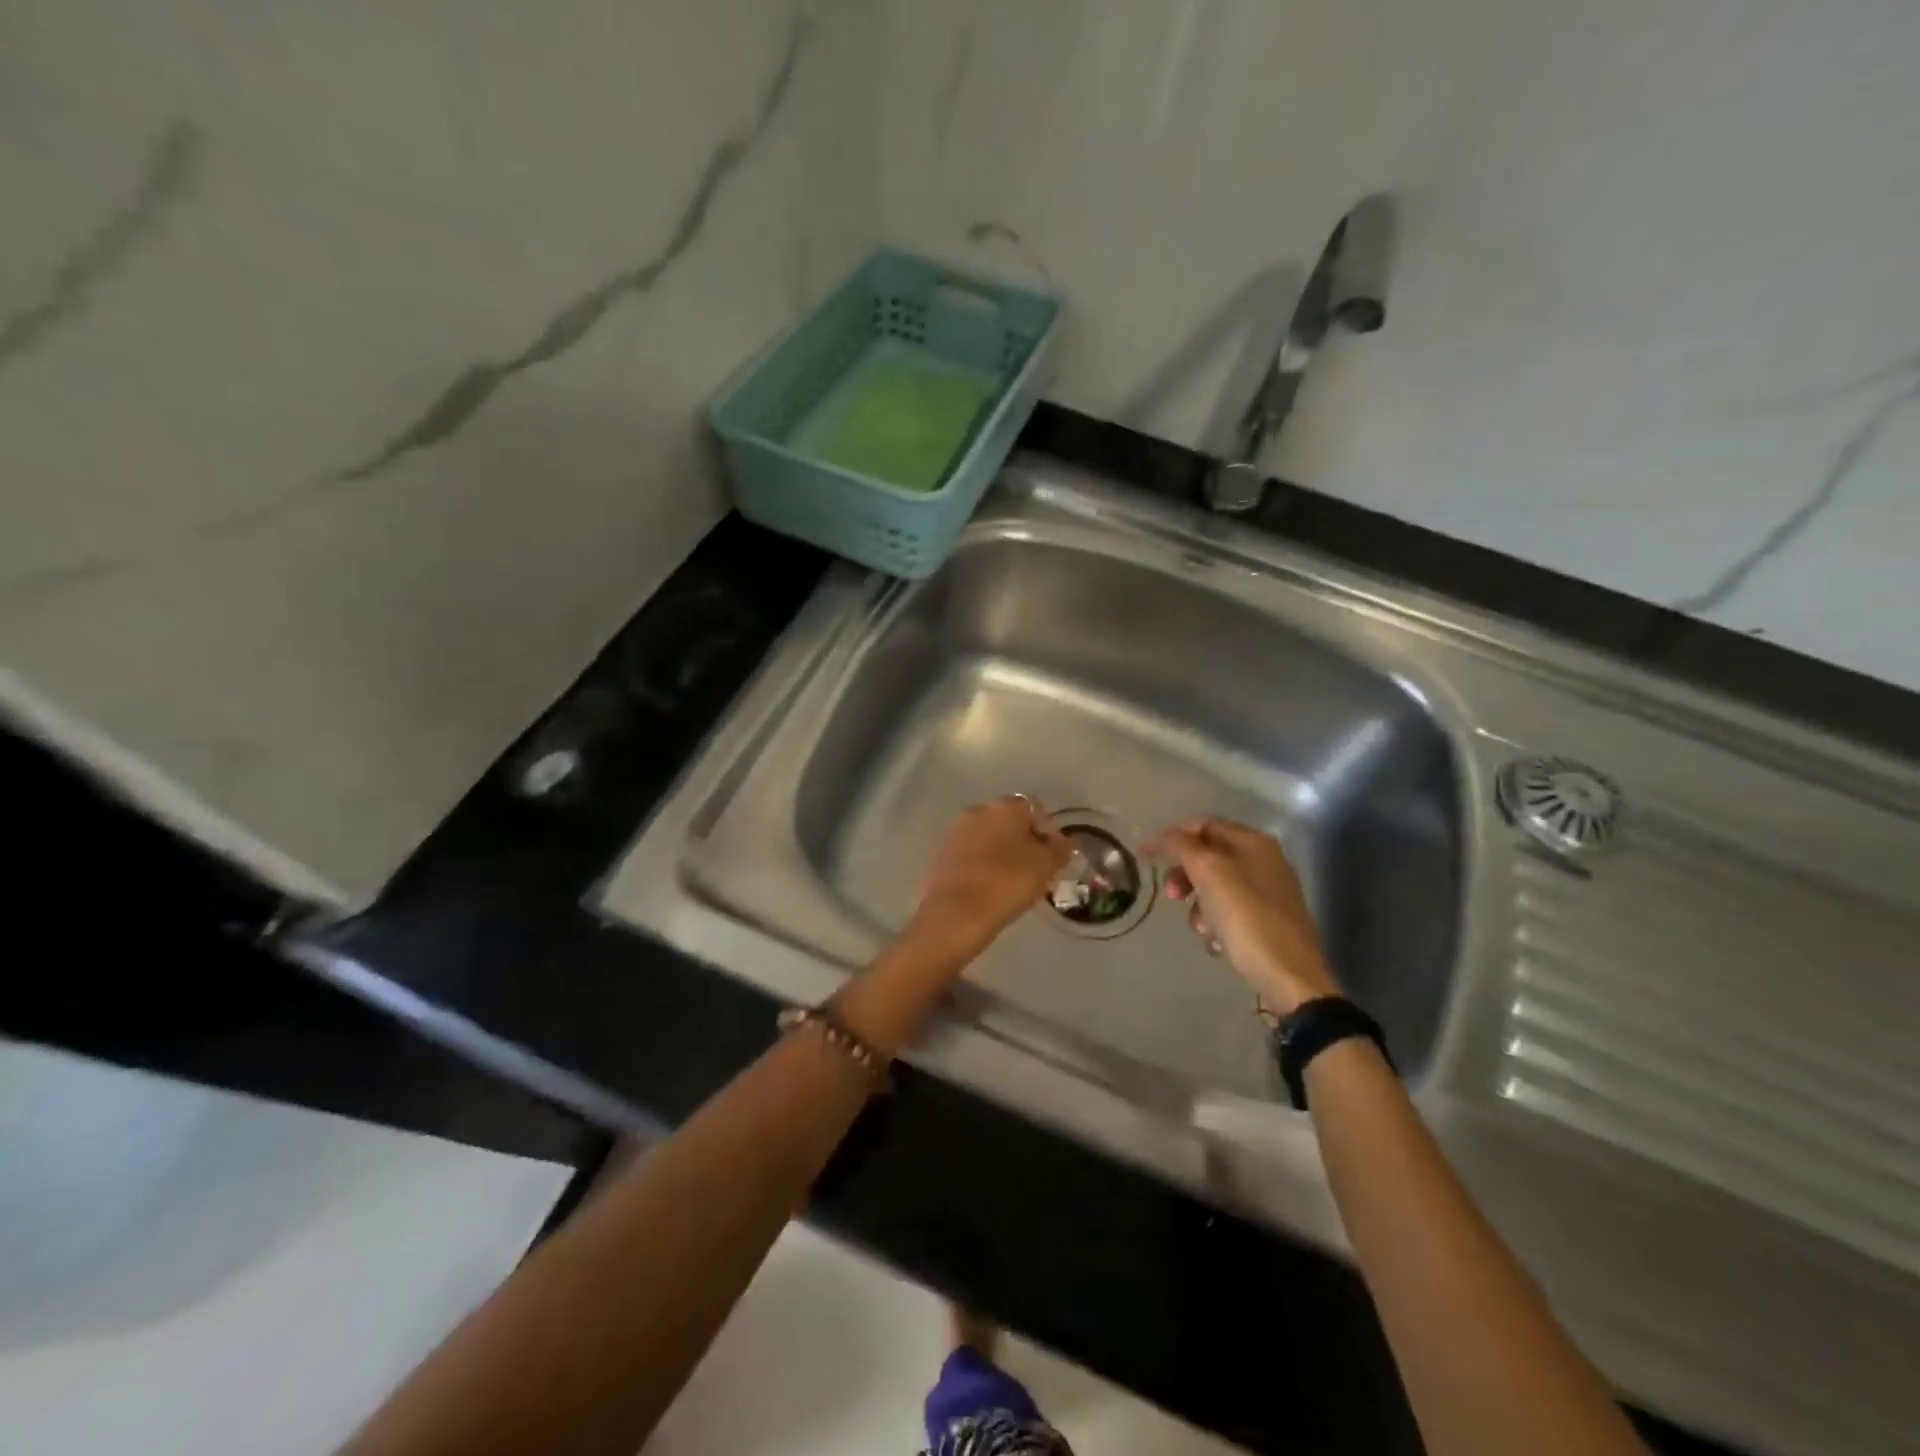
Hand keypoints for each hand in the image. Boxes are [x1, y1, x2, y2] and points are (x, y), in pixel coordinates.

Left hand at [903, 796, 1071, 970]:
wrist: (955, 914)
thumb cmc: (1007, 882)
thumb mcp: (1046, 866)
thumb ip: (1059, 849)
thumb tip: (1063, 844)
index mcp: (1005, 806)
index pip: (1036, 810)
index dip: (1049, 834)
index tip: (1055, 860)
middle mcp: (978, 810)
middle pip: (1010, 823)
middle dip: (1025, 843)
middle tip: (1037, 872)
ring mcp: (956, 831)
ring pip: (990, 839)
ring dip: (1003, 855)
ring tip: (1015, 884)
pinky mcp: (941, 854)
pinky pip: (972, 855)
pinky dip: (984, 866)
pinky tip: (991, 889)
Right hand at [1144, 817, 1338, 1015]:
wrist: (1288, 977)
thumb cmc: (1246, 918)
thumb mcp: (1209, 873)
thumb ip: (1182, 846)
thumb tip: (1160, 836)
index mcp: (1253, 842)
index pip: (1203, 825)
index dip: (1172, 836)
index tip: (1146, 856)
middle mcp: (1263, 860)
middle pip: (1207, 856)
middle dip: (1184, 875)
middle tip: (1172, 895)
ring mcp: (1267, 892)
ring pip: (1214, 887)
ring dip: (1198, 906)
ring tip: (1201, 928)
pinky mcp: (1266, 921)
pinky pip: (1227, 912)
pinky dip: (1215, 923)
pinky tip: (1216, 942)